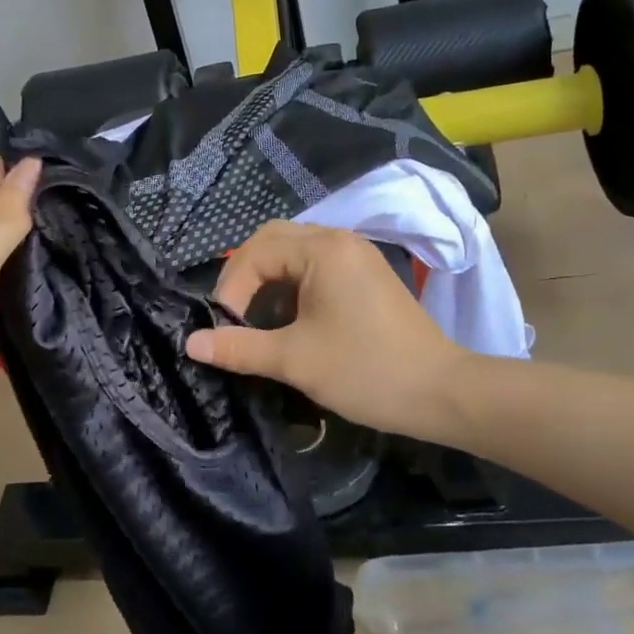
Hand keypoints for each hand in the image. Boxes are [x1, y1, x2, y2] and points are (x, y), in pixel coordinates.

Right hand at [185, 221, 465, 439]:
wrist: (442, 393)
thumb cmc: (365, 370)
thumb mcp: (295, 360)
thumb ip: (239, 347)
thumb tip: (191, 343)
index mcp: (323, 250)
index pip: (256, 251)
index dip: (231, 287)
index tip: (225, 329)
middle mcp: (340, 241)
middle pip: (274, 241)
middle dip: (245, 276)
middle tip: (233, 316)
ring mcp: (357, 256)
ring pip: (295, 253)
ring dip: (268, 280)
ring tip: (256, 320)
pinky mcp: (366, 276)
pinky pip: (316, 266)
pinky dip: (292, 286)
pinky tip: (289, 320)